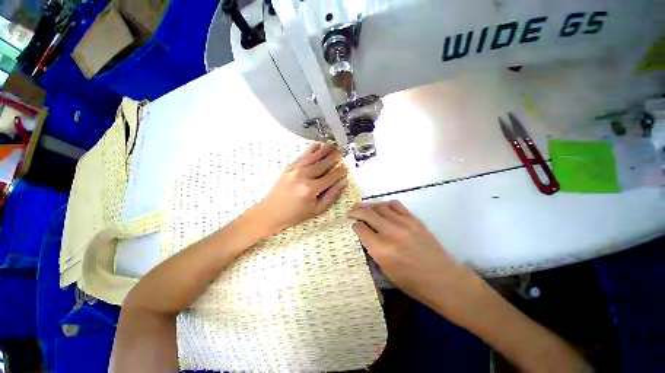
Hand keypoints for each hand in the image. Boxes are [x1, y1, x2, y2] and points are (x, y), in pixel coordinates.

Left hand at [254, 143, 348, 234]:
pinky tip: (318, 145)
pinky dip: (311, 149)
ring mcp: (295, 169)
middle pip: (323, 164)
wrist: (270, 212)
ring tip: (334, 145)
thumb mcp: (317, 210)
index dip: (341, 171)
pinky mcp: (289, 167)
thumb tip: (343, 182)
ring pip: (314, 157)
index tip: (347, 167)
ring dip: (325, 150)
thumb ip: (331, 195)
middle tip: (342, 153)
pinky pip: (303, 155)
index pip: (331, 176)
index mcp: (311, 188)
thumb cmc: (295, 214)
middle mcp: (304, 175)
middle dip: (334, 158)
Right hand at [347, 201, 462, 305]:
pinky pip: (395, 205)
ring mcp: (403, 223)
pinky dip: (385, 205)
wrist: (443, 280)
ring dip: (369, 206)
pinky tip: (383, 209)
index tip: (352, 225)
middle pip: (367, 213)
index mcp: (380, 249)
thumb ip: (372, 250)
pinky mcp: (414, 219)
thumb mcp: (385, 271)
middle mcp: (390, 233)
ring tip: (365, 209)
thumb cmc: (412, 282)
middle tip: (351, 212)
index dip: (353, 225)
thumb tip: (363, 236)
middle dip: (355, 211)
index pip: (360, 228)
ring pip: (380, 206)